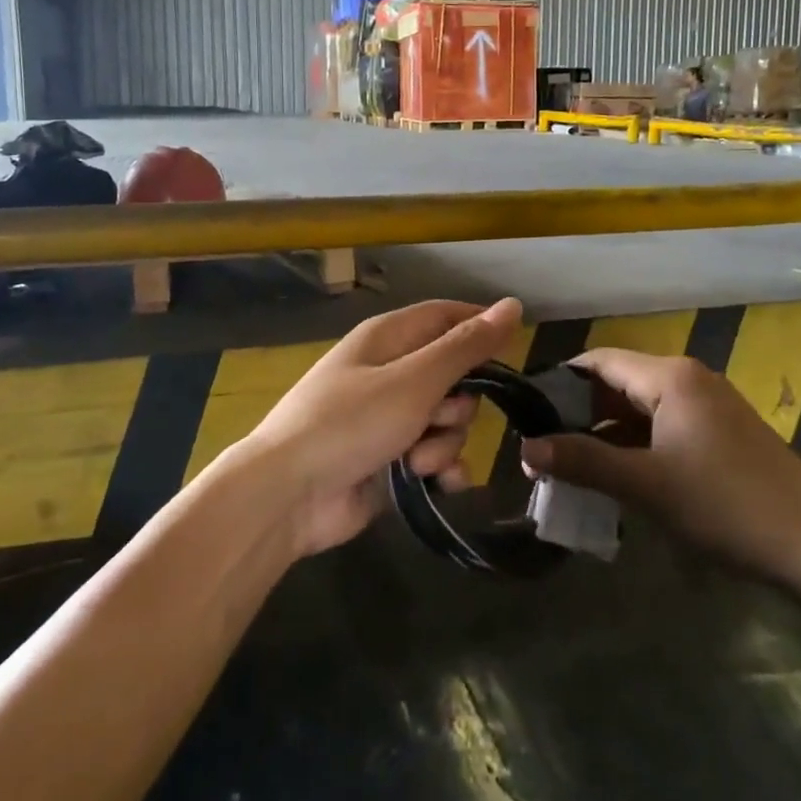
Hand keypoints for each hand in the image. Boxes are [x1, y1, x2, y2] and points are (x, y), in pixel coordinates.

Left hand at [214, 297, 523, 557]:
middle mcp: (390, 372)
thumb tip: (512, 305)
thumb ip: (465, 347)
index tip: (512, 352)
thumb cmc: (350, 423)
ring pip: (447, 421)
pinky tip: (436, 485)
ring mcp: (389, 418)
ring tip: (417, 462)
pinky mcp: (390, 459)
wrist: (288, 495)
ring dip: (444, 444)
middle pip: (454, 375)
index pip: (446, 316)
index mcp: (389, 338)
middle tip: (437, 418)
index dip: (480, 328)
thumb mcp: (414, 380)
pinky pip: (434, 456)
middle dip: (459, 404)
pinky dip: (440, 470)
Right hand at [521, 350, 800, 583]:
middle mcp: (688, 378)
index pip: (598, 361)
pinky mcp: (721, 432)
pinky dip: (635, 444)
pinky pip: (663, 425)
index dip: (559, 383)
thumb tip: (527, 447)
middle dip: (580, 413)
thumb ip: (583, 461)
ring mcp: (708, 405)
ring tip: (572, 465)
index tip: (527, 413)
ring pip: (640, 407)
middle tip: (545, 447)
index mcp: (669, 377)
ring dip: (606, 432)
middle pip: (618, 382)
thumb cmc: (726, 505)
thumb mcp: (646, 485)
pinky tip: (618, 475)